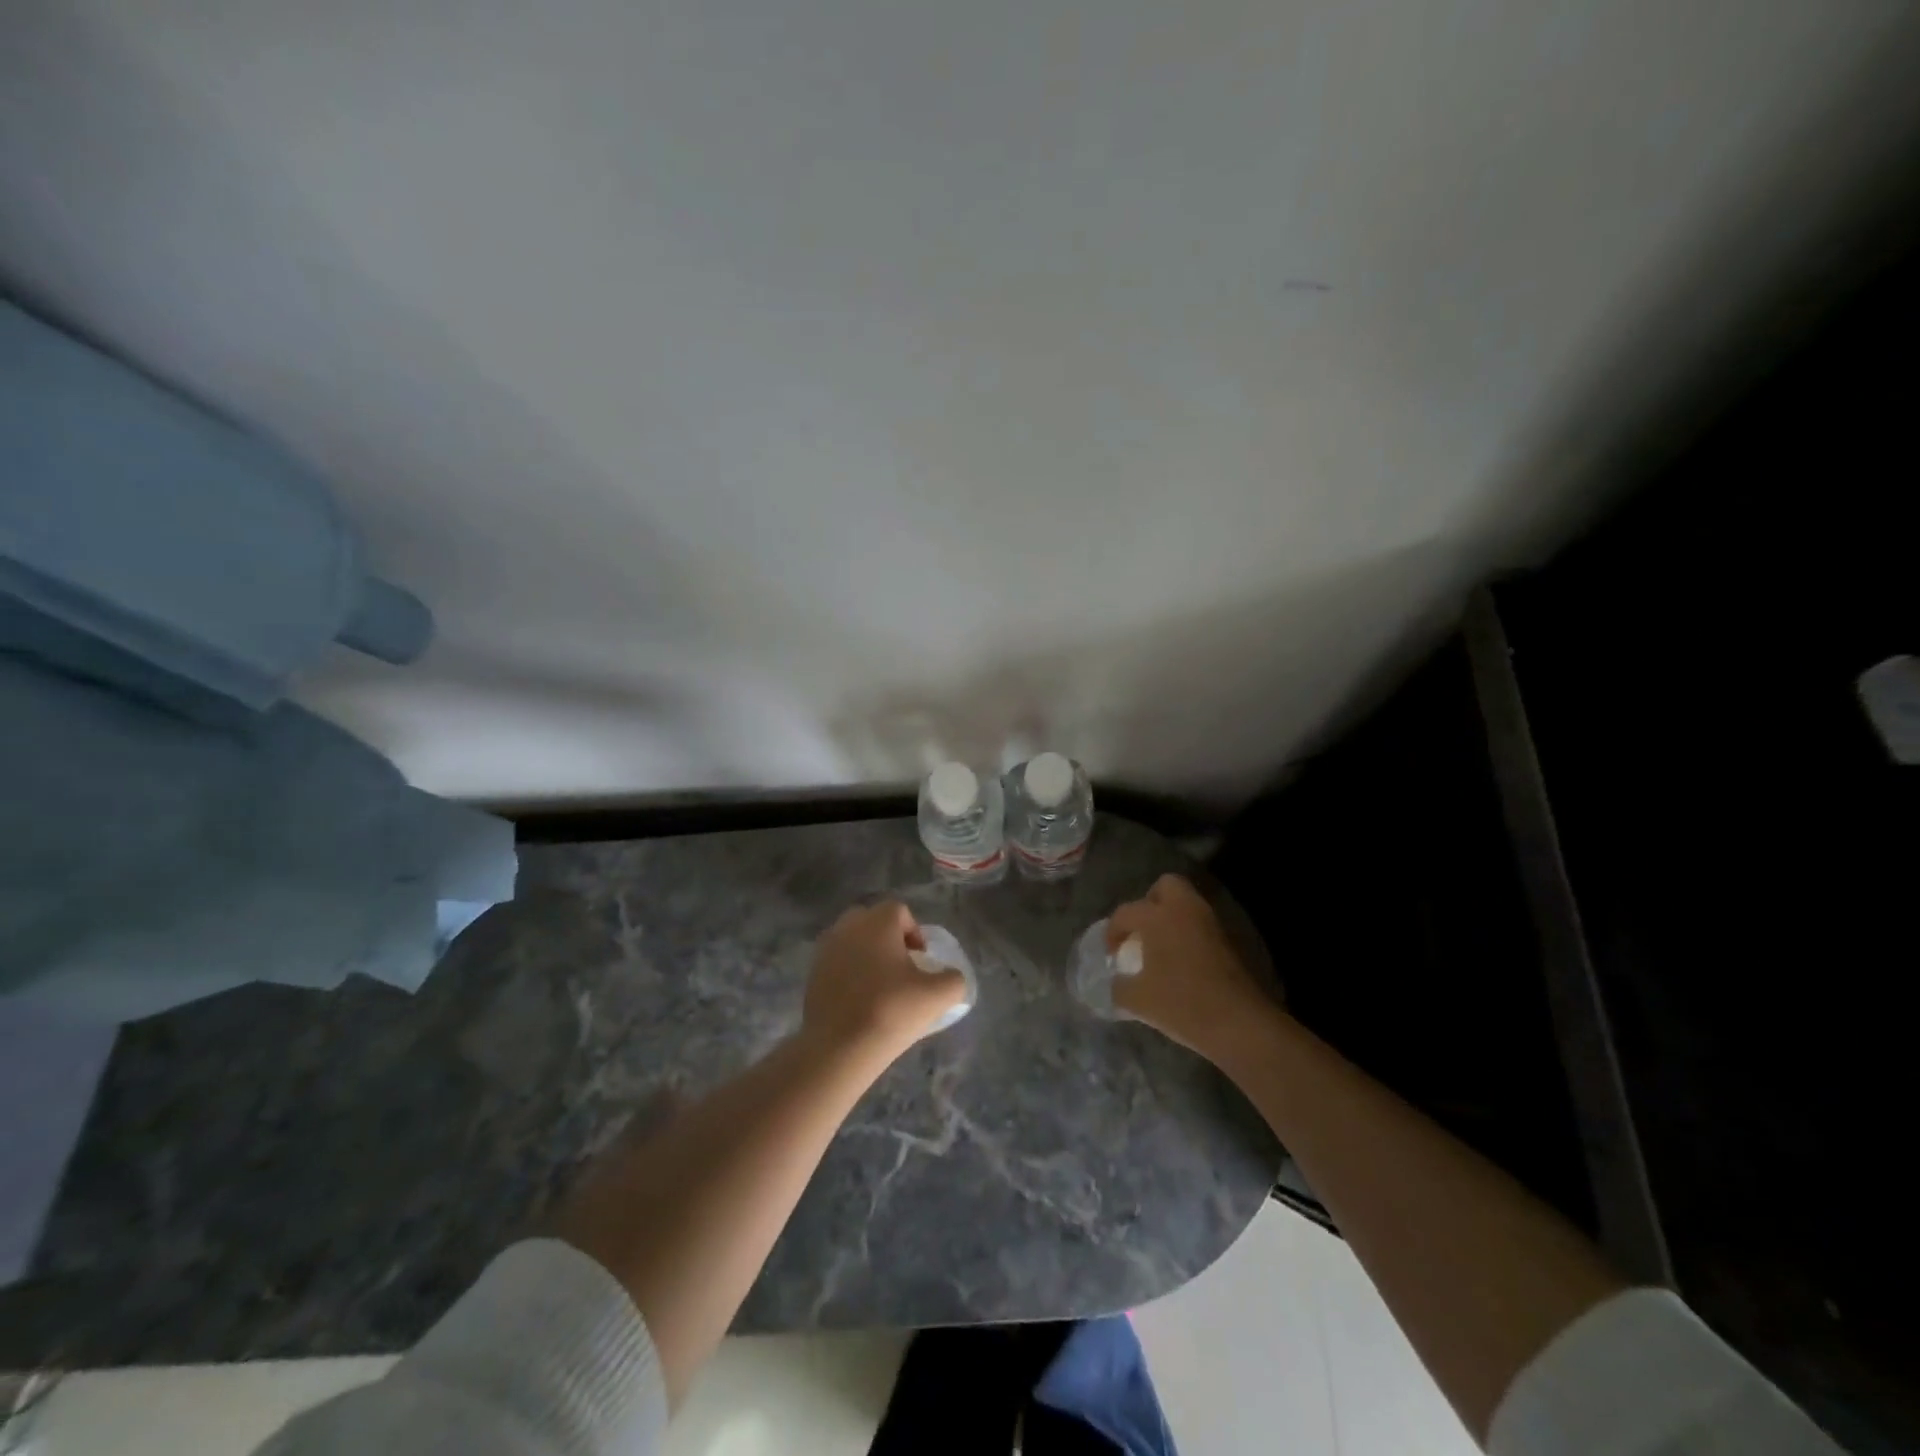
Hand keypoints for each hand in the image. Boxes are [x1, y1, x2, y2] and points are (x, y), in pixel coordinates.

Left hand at [802, 901, 966, 1066]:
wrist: (839, 1048)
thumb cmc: (892, 1011)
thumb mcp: (939, 996)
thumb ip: (954, 979)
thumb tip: (950, 976)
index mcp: (877, 922)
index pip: (899, 911)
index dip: (915, 932)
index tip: (921, 961)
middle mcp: (848, 926)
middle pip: (872, 921)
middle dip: (888, 938)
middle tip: (901, 969)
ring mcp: (825, 949)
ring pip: (852, 940)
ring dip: (867, 954)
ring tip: (880, 986)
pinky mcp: (812, 973)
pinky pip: (837, 962)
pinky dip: (849, 972)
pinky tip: (859, 1000)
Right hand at [1109, 874, 1274, 1061]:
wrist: (1238, 1024)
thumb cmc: (1181, 1004)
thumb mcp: (1137, 1000)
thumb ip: (1118, 987)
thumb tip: (1116, 982)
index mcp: (1158, 917)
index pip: (1126, 912)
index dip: (1113, 932)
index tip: (1111, 954)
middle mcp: (1185, 910)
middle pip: (1166, 886)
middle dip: (1150, 902)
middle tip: (1141, 930)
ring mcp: (1210, 923)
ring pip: (1187, 904)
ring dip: (1171, 918)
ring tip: (1158, 948)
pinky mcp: (1228, 941)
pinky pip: (1200, 925)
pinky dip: (1188, 934)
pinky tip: (1180, 961)